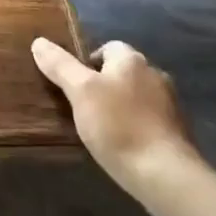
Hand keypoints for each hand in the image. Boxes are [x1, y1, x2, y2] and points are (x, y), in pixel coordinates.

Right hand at [32, 38, 206, 211]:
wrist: (163, 173)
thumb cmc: (118, 126)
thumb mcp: (80, 92)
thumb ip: (60, 66)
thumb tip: (39, 42)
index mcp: (132, 60)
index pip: (108, 47)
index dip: (87, 62)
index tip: (73, 86)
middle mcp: (155, 74)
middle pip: (123, 72)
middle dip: (104, 85)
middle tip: (82, 108)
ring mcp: (170, 103)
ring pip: (136, 96)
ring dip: (121, 106)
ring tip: (100, 129)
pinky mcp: (176, 130)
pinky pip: (148, 119)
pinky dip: (135, 126)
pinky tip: (123, 145)